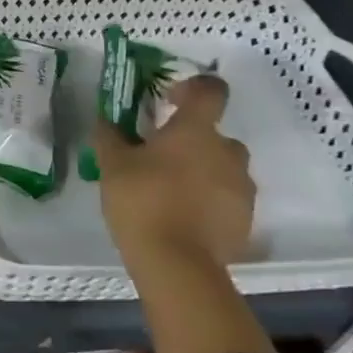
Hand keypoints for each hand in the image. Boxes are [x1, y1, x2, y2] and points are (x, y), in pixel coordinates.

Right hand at [88, 75, 253, 268]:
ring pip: (223, 168)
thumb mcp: (112, 164)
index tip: (169, 100)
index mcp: (196, 130)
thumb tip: (106, 119)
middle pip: (216, 134)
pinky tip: (184, 218)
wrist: (177, 264)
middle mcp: (227, 152)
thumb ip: (110, 136)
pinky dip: (210, 202)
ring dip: (203, 171)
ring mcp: (242, 187)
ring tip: (172, 192)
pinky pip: (228, 199)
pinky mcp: (246, 220)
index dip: (193, 88)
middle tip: (161, 158)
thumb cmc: (142, 200)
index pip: (211, 90)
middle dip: (192, 141)